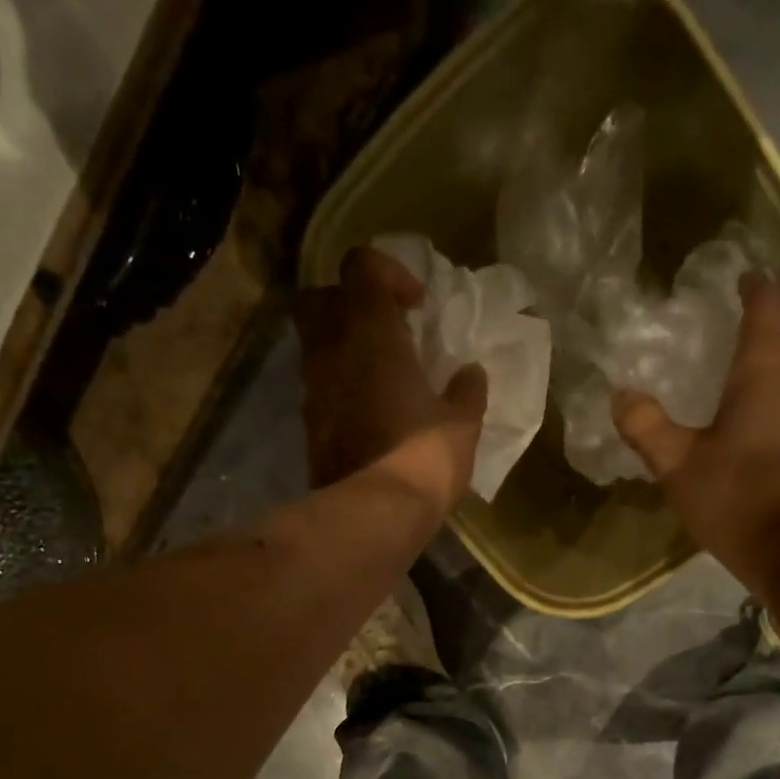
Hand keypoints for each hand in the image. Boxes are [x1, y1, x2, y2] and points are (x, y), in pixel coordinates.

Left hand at [294, 246, 488, 516]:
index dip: (389, 274)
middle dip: (349, 306)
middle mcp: (332, 349)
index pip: (362, 266)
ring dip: (344, 351)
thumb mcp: (462, 424)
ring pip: (316, 346)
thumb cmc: (424, 455)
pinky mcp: (309, 426)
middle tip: (383, 332)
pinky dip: (339, 390)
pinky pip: (320, 389)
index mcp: (370, 331)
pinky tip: (369, 414)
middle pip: (321, 298)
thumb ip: (467, 391)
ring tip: (379, 378)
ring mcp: (313, 388)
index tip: (416, 307)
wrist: (375, 512)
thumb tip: (470, 373)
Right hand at [613, 276, 779, 604]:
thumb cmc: (738, 498)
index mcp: (766, 370)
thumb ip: (647, 427)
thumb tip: (620, 395)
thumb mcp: (678, 466)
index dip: (754, 288)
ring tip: (762, 376)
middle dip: (779, 327)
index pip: (768, 307)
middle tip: (750, 334)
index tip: (740, 280)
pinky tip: (775, 423)